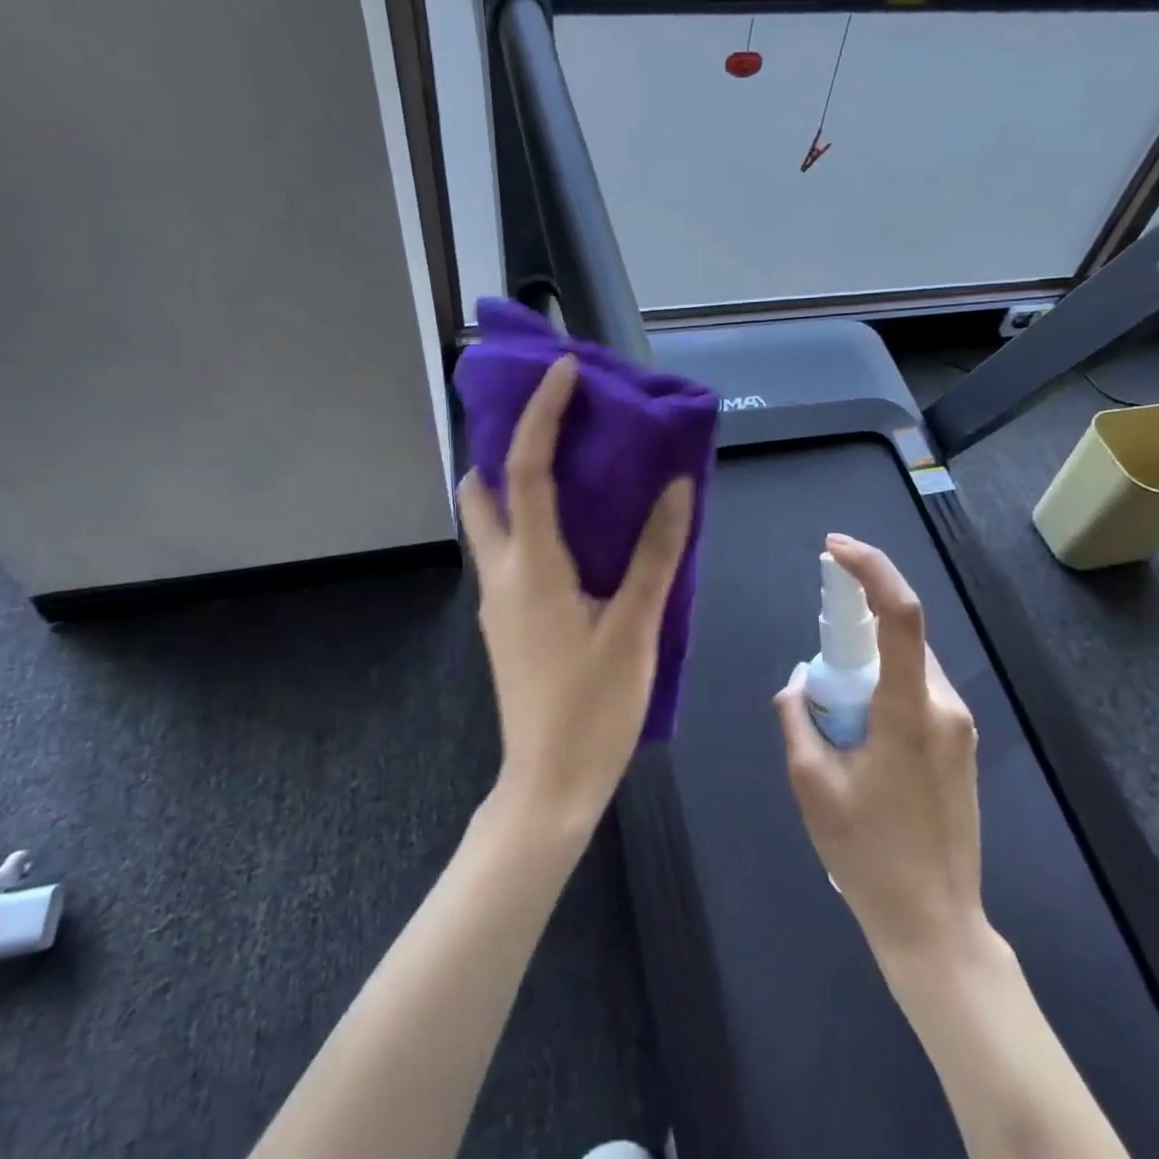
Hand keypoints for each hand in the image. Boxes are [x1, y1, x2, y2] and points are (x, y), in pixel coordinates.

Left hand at [458, 356, 695, 831]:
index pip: (526, 470)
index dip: (541, 414)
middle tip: (554, 425)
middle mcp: (502, 572)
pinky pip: (509, 551)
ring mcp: (497, 599)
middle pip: (481, 490)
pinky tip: (575, 534)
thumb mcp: (635, 627)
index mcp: (532, 566)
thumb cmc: (594, 707)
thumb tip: (676, 488)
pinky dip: (529, 521)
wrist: (548, 786)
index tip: (563, 372)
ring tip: (570, 469)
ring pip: (490, 522)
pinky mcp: (506, 621)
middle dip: (504, 446)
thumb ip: (655, 554)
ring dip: (515, 485)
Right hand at [774, 534, 991, 973]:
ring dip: (867, 665)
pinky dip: (883, 688)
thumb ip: (798, 715)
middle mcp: (945, 706)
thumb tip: (802, 678)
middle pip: (901, 636)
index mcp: (910, 711)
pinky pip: (918, 691)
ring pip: (908, 664)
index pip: (900, 614)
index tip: (833, 549)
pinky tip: (859, 733)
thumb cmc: (868, 854)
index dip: (870, 569)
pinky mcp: (961, 744)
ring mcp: (960, 726)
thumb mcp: (811, 782)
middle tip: (816, 657)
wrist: (936, 926)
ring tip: (833, 716)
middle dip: (854, 628)